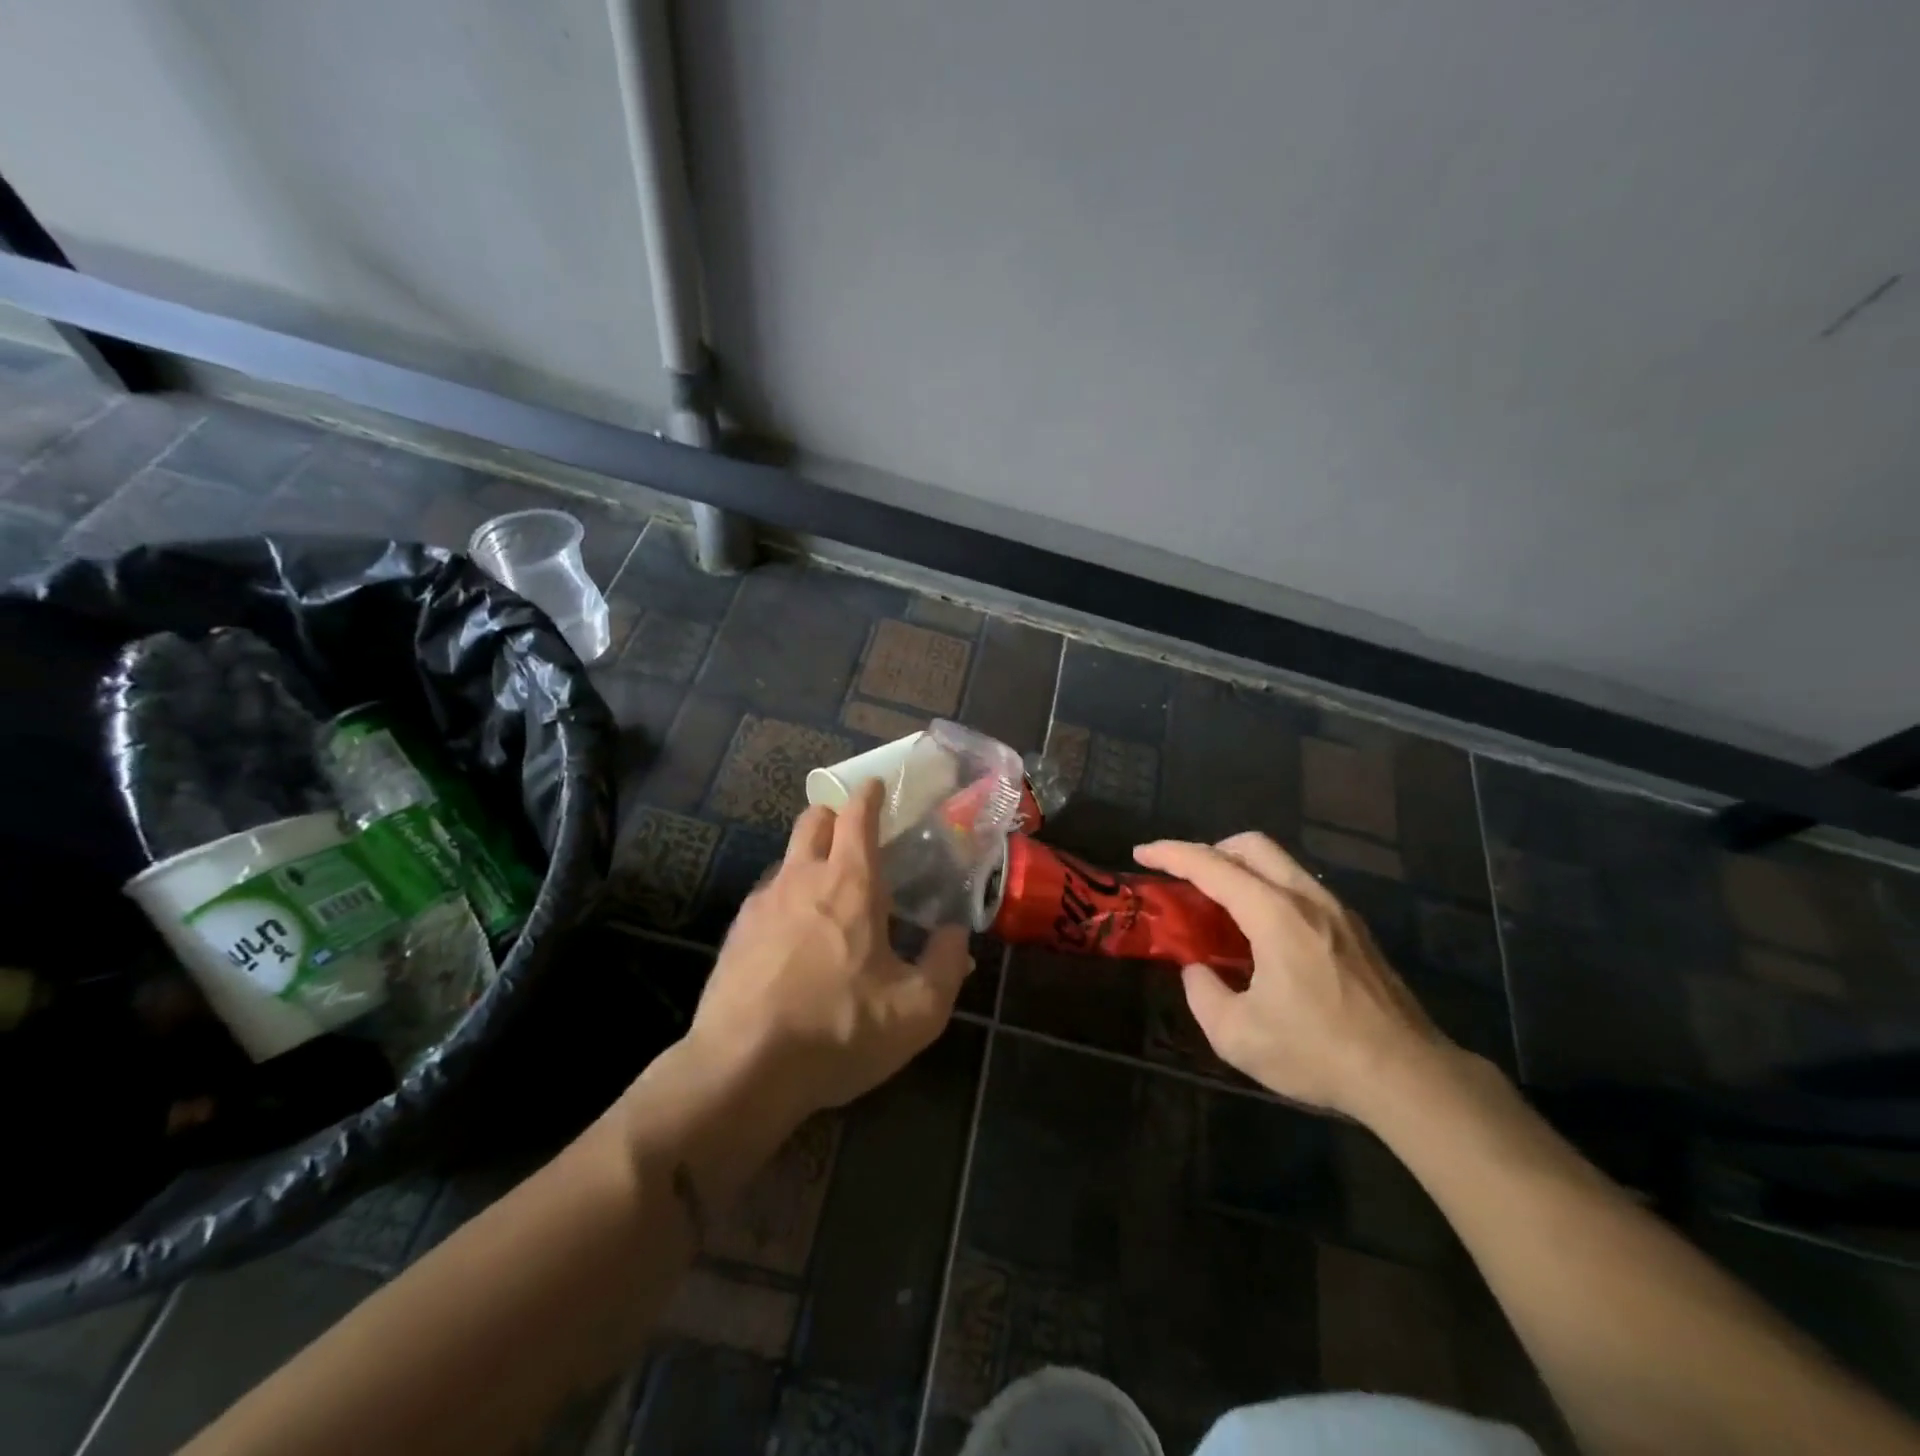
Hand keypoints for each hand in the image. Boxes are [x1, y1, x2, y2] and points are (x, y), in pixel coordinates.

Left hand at [684, 780, 972, 1121]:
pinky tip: (796, 938)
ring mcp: (762, 904)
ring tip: (829, 895)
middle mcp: (802, 879)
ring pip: (787, 858)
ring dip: (809, 859)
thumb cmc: (839, 1030)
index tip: (877, 785)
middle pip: (812, 819)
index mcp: (851, 884)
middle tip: (855, 834)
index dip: (869, 794)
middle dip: (833, 814)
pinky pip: (767, 897)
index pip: (856, 815)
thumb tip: (958, 935)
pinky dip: (787, 899)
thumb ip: (946, 965)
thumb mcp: (917, 1011)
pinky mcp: (736, 934)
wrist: (741, 1071)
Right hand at [1133, 832, 1452, 1120]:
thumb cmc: (1318, 1052)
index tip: (1141, 854)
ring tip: (1220, 908)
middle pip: (1252, 846)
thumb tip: (1197, 971)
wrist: (1410, 1077)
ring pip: (1281, 864)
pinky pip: (1301, 889)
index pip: (1212, 866)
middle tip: (1186, 878)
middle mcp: (1308, 899)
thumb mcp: (1237, 1035)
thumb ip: (1202, 993)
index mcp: (1275, 915)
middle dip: (1210, 849)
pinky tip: (1262, 935)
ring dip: (1242, 870)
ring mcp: (1338, 912)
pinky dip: (1269, 891)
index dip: (1171, 855)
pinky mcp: (1356, 932)